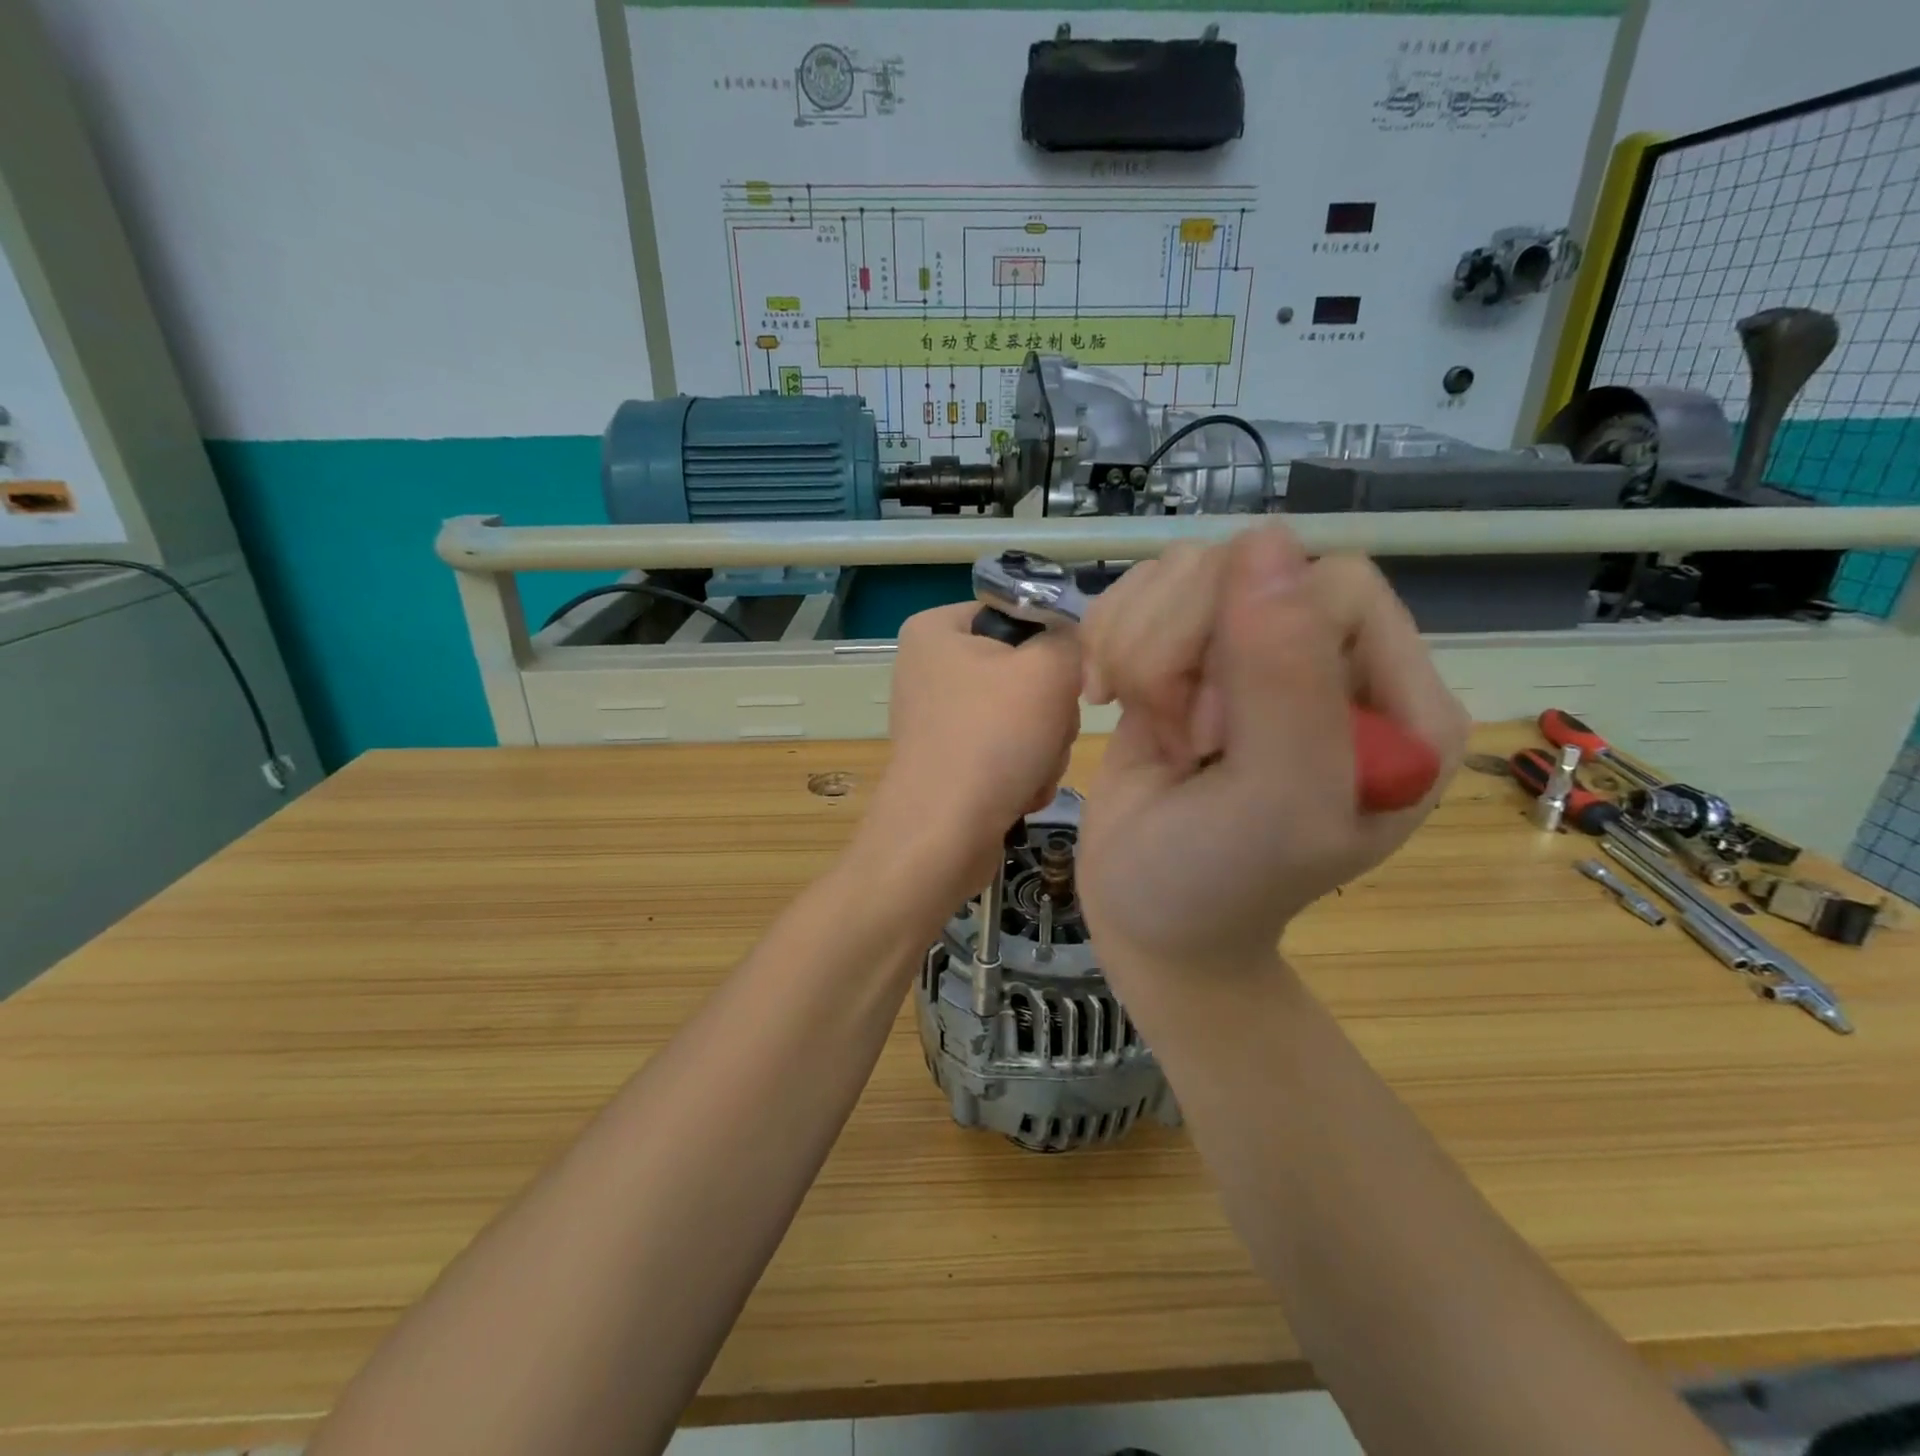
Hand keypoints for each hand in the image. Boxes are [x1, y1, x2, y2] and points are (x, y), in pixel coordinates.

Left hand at [860, 603, 1082, 901]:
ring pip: (1026, 715)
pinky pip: (1009, 750)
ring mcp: (940, 717)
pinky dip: (1024, 771)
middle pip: (1027, 669)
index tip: (1063, 680)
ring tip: (1029, 770)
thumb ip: (1073, 638)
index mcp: (937, 629)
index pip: (1021, 613)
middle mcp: (931, 667)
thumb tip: (1074, 644)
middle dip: (1050, 710)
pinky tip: (1018, 791)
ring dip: (1045, 746)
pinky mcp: (951, 760)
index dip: (1054, 646)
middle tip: (1044, 733)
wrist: (941, 838)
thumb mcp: (1048, 669)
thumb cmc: (990, 740)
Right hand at [1077, 527, 1467, 974]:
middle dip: (1182, 650)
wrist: (1148, 918)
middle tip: (1175, 737)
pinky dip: (1110, 639)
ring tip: (1145, 723)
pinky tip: (1107, 698)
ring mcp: (1252, 652)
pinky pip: (1144, 592)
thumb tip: (1263, 540)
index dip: (1256, 648)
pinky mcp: (1185, 654)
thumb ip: (1284, 679)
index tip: (1213, 736)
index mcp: (1398, 699)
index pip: (1332, 586)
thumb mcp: (1273, 801)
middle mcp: (1330, 661)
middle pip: (1246, 569)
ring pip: (1187, 572)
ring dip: (1140, 648)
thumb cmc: (1217, 883)